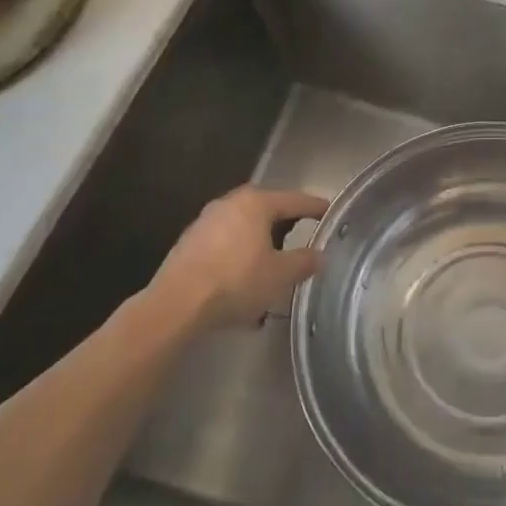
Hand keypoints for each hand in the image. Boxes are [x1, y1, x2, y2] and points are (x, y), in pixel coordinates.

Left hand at [143, 185, 329, 333]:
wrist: (175, 306)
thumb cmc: (236, 281)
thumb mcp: (281, 275)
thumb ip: (305, 261)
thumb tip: (320, 255)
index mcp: (256, 203)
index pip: (295, 200)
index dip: (315, 207)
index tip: (330, 212)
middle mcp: (229, 203)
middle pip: (266, 210)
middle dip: (285, 224)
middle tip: (302, 236)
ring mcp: (205, 222)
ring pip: (243, 227)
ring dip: (259, 242)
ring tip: (272, 263)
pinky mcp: (188, 244)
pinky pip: (224, 243)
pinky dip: (238, 255)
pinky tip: (243, 279)